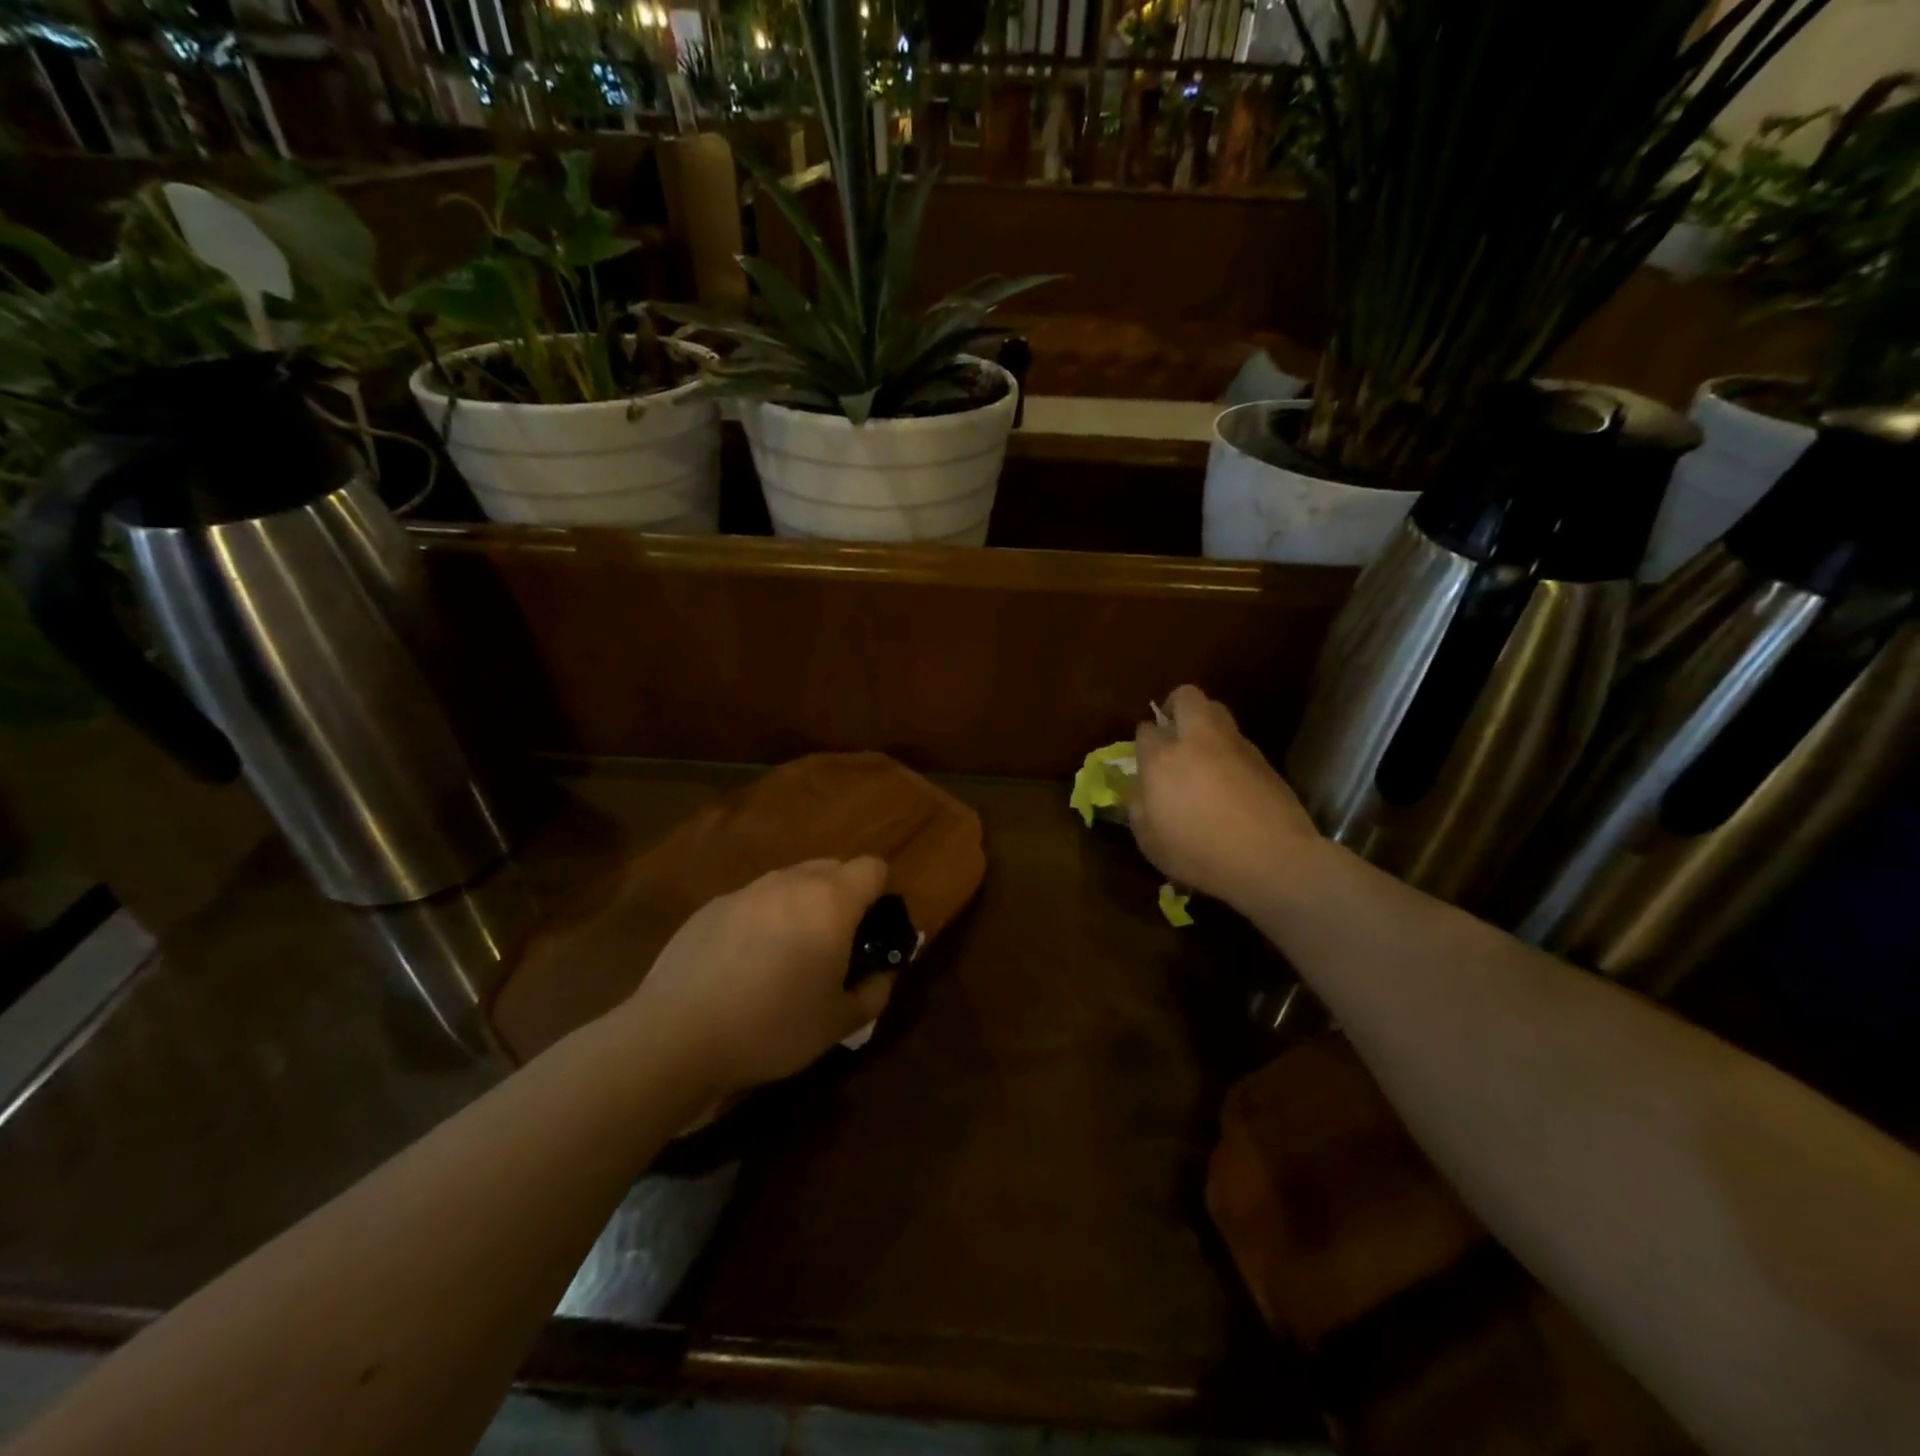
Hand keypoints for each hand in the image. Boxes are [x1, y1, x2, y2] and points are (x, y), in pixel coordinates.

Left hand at [622, 858, 895, 1099]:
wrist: (677, 1036)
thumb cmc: (772, 1027)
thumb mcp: (839, 1024)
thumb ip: (875, 992)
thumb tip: (885, 973)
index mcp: (830, 901)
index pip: (873, 868)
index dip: (882, 894)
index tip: (873, 931)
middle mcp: (790, 882)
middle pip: (832, 867)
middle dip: (843, 896)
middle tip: (835, 945)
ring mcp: (746, 891)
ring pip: (790, 882)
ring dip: (801, 906)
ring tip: (787, 956)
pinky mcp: (711, 906)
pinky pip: (753, 901)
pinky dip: (762, 919)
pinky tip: (743, 965)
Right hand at [1131, 685, 1320, 912]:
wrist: (1273, 859)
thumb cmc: (1200, 854)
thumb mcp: (1151, 843)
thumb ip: (1139, 811)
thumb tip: (1140, 795)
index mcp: (1163, 759)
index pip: (1146, 730)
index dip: (1144, 741)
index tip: (1145, 758)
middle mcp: (1197, 741)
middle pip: (1186, 698)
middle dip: (1176, 706)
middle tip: (1173, 732)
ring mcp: (1235, 746)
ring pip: (1218, 712)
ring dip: (1205, 725)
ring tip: (1202, 755)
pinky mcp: (1264, 760)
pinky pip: (1239, 742)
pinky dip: (1229, 752)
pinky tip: (1229, 782)